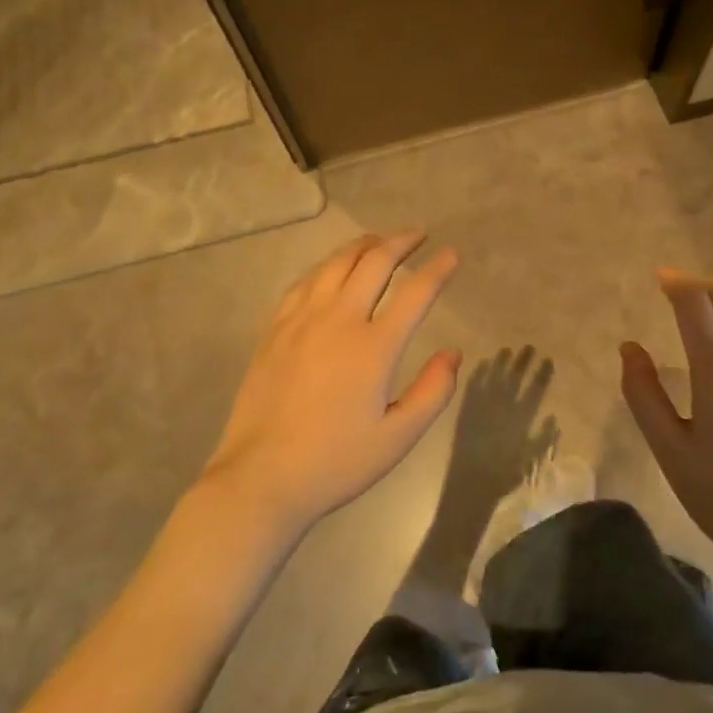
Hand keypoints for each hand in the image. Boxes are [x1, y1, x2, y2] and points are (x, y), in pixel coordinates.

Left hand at [202, 231, 460, 535]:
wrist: (260, 479)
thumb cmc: (336, 462)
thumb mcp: (398, 438)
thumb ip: (433, 392)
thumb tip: (453, 353)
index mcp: (374, 347)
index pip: (415, 292)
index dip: (438, 269)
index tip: (452, 254)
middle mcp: (338, 320)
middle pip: (374, 263)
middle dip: (401, 242)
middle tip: (419, 234)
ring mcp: (301, 321)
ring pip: (335, 264)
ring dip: (363, 245)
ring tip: (379, 240)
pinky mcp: (275, 330)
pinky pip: (304, 282)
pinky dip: (326, 265)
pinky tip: (331, 268)